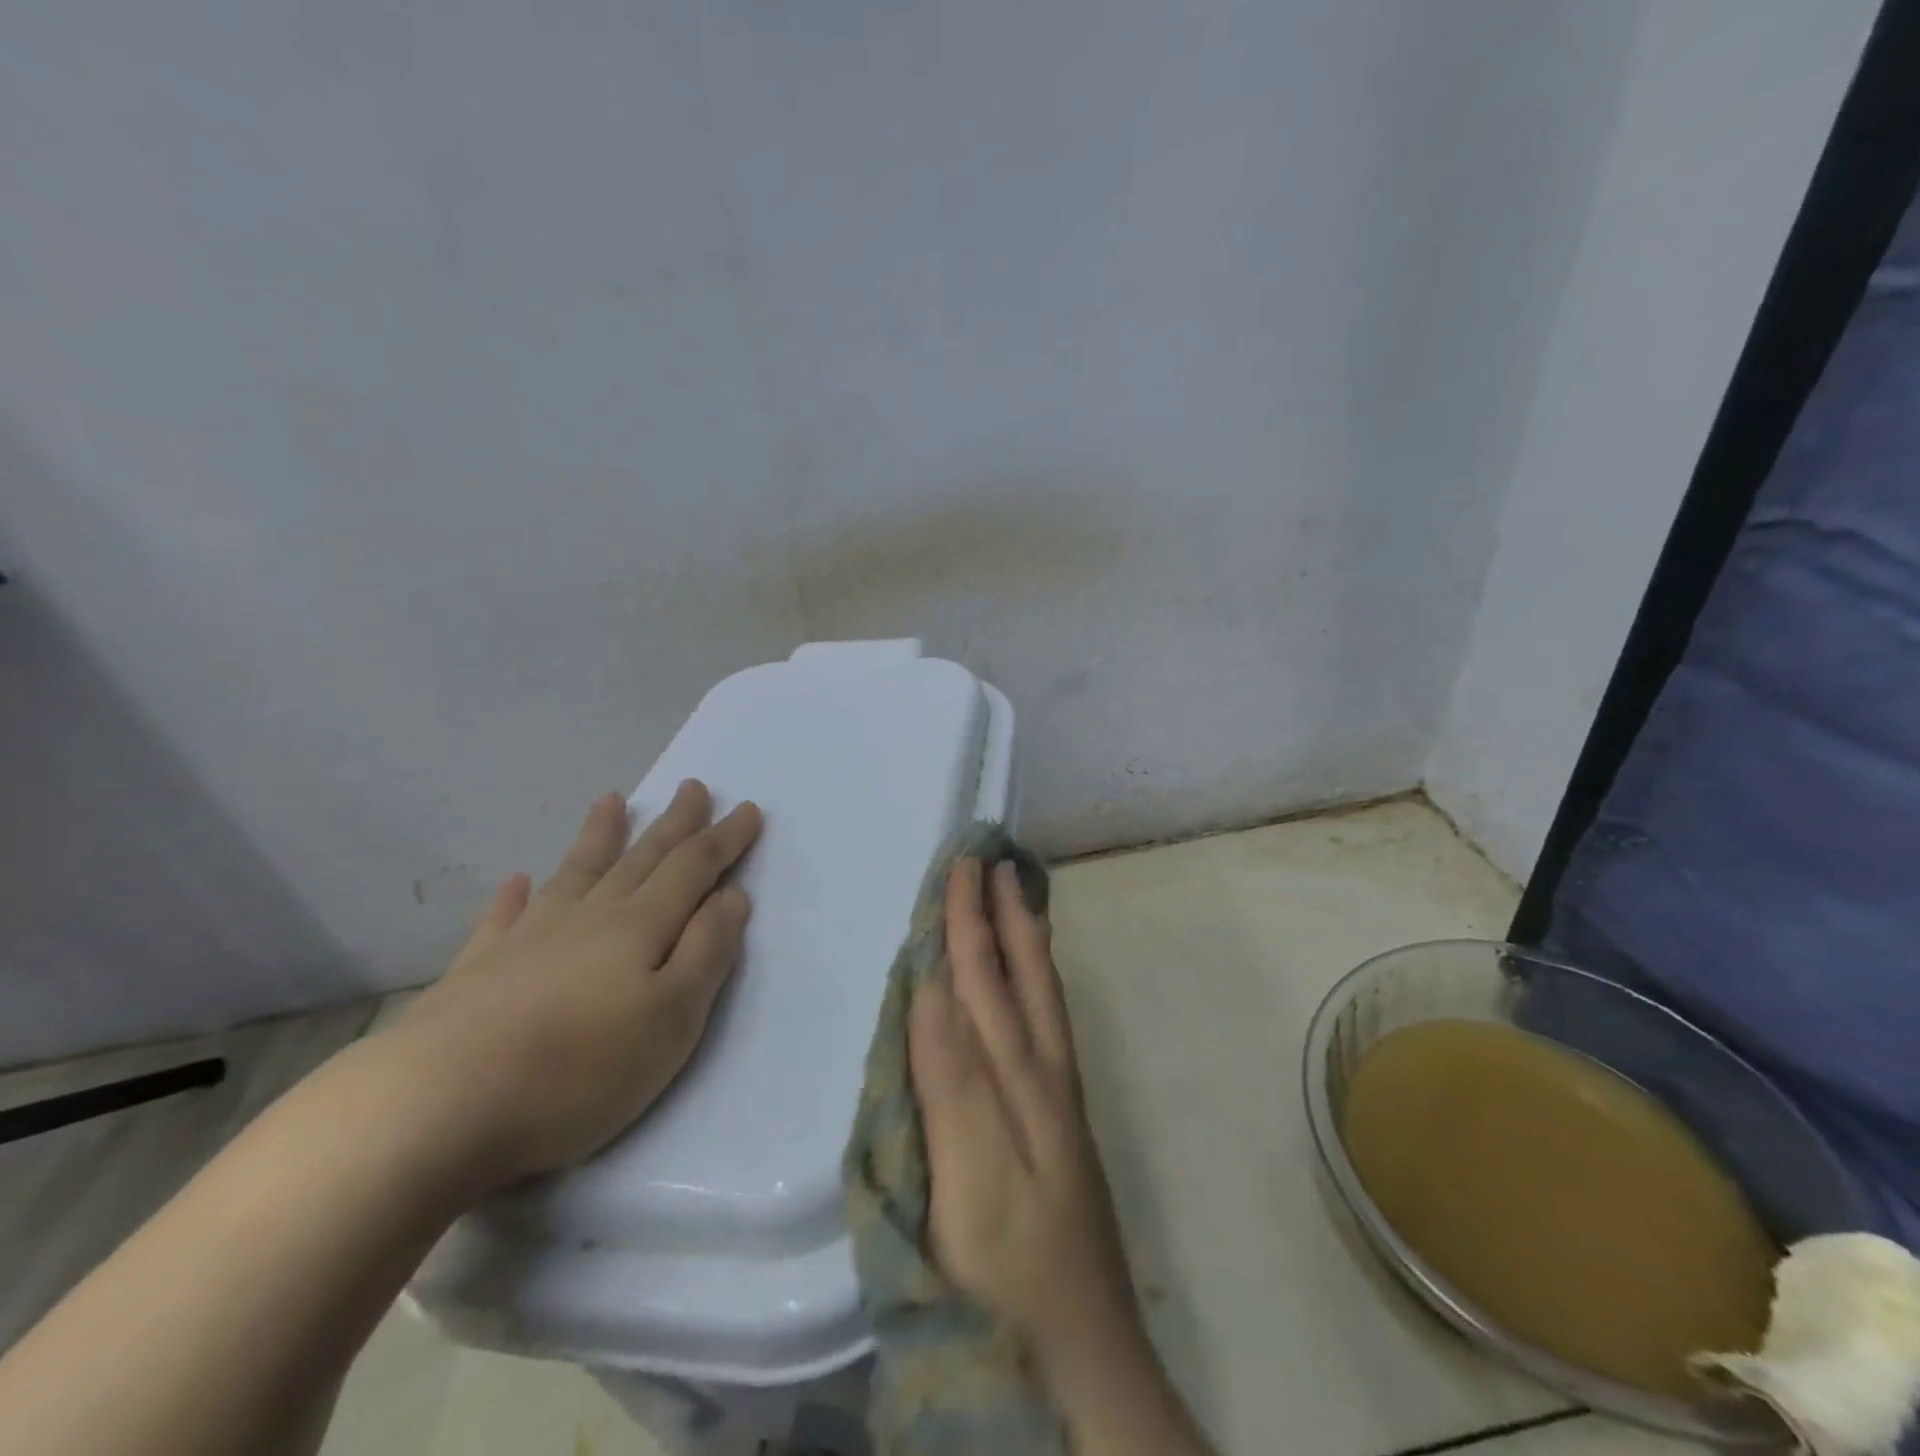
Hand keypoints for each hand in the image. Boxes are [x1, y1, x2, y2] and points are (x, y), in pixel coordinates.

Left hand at [389, 782, 761, 1188]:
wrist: (436, 1107)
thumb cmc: (579, 1068)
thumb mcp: (672, 1017)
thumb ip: (707, 952)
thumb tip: (732, 896)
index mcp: (640, 927)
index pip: (693, 868)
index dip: (724, 839)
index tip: (748, 808)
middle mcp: (588, 918)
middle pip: (641, 858)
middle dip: (673, 823)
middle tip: (693, 786)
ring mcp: (528, 939)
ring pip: (576, 873)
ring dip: (599, 836)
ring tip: (611, 800)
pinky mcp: (477, 971)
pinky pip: (502, 917)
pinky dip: (514, 896)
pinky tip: (516, 881)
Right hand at [909, 858, 1139, 1374]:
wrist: (1082, 1343)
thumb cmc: (1007, 1264)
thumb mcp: (969, 1171)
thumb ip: (951, 1075)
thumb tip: (931, 986)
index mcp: (1014, 1073)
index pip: (980, 975)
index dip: (967, 919)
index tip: (960, 864)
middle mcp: (1041, 1066)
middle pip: (1016, 971)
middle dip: (998, 910)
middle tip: (987, 856)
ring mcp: (1056, 1088)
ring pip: (1039, 989)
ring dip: (1024, 933)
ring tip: (1016, 890)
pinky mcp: (1060, 1112)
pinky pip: (1047, 1018)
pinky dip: (1038, 977)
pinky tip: (1033, 971)